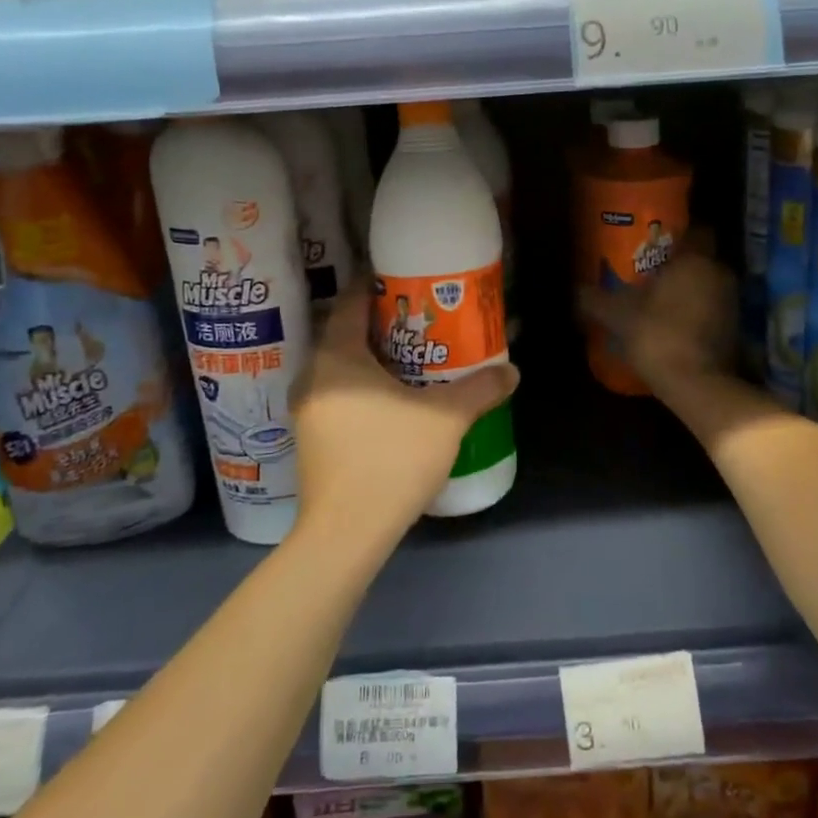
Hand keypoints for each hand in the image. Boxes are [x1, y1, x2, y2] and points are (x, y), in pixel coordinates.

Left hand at [290, 280, 518, 548]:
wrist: (346, 533)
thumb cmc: (391, 458)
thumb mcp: (446, 418)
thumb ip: (480, 389)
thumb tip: (511, 371)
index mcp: (336, 358)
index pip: (351, 304)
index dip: (378, 288)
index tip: (407, 285)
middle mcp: (312, 377)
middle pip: (345, 335)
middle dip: (381, 326)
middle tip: (419, 324)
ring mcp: (306, 411)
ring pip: (339, 370)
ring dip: (371, 361)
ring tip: (410, 362)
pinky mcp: (310, 441)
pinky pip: (336, 397)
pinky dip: (361, 389)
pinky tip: (391, 404)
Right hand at [578, 245, 735, 398]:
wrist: (696, 384)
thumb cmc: (657, 334)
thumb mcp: (617, 315)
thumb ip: (595, 299)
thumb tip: (577, 290)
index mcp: (695, 260)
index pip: (697, 232)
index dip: (678, 237)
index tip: (656, 246)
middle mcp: (719, 274)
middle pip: (701, 261)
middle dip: (679, 268)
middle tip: (650, 276)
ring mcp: (731, 303)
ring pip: (708, 287)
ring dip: (689, 293)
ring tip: (659, 305)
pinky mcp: (735, 331)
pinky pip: (713, 312)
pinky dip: (697, 316)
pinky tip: (673, 329)